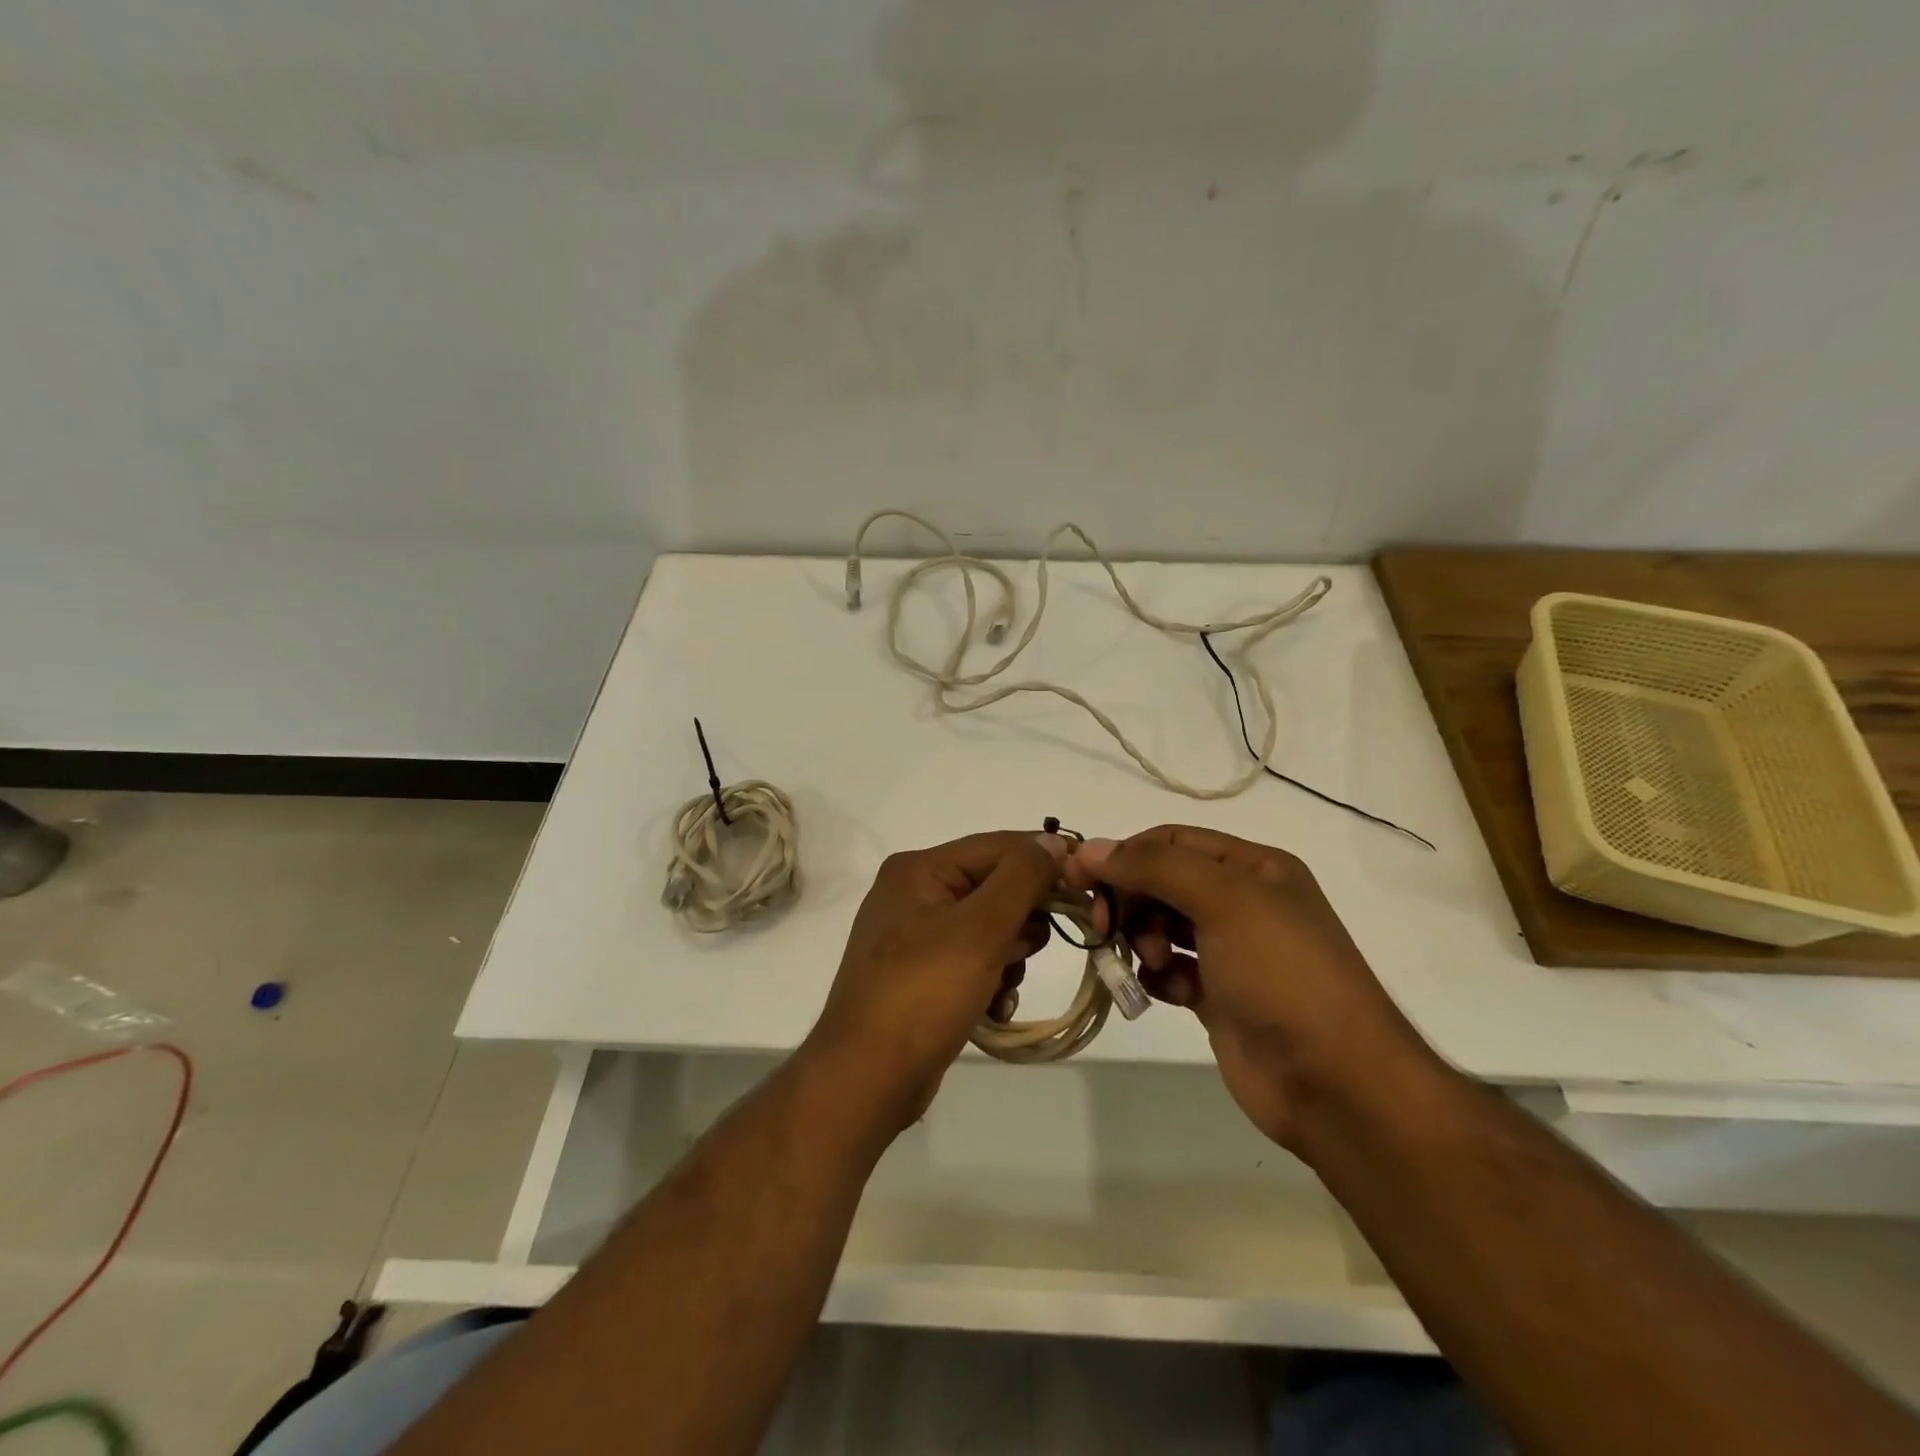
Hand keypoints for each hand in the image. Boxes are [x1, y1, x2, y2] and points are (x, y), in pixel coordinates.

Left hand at [808, 831, 1064, 1125]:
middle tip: (1024, 951)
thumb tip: (1054, 841)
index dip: (1044, 861)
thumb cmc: (923, 994)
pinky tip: (993, 1010)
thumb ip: (1021, 878)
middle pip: (994, 888)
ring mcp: (915, 937)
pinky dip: (991, 982)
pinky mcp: (921, 976)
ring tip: (1001, 987)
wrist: (866, 1079)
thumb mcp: (979, 929)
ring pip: (990, 929)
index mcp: (919, 870)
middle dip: (1021, 922)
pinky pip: (973, 962)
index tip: (1089, 884)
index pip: (998, 847)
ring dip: (1009, 958)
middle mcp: (914, 894)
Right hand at [1065, 825, 1442, 1151]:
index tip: (1081, 877)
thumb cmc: (1282, 974)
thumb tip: (1090, 848)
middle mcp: (1242, 902)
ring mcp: (1230, 952)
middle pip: (1162, 882)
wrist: (1335, 1082)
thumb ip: (1154, 867)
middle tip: (1107, 927)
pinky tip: (1171, 992)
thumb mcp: (1224, 901)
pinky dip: (1160, 976)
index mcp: (1254, 868)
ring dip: (1143, 939)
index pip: (1172, 841)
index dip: (1125, 854)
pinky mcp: (1218, 996)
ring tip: (1152, 963)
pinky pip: (1169, 970)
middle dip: (1132, 900)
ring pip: (1161, 926)